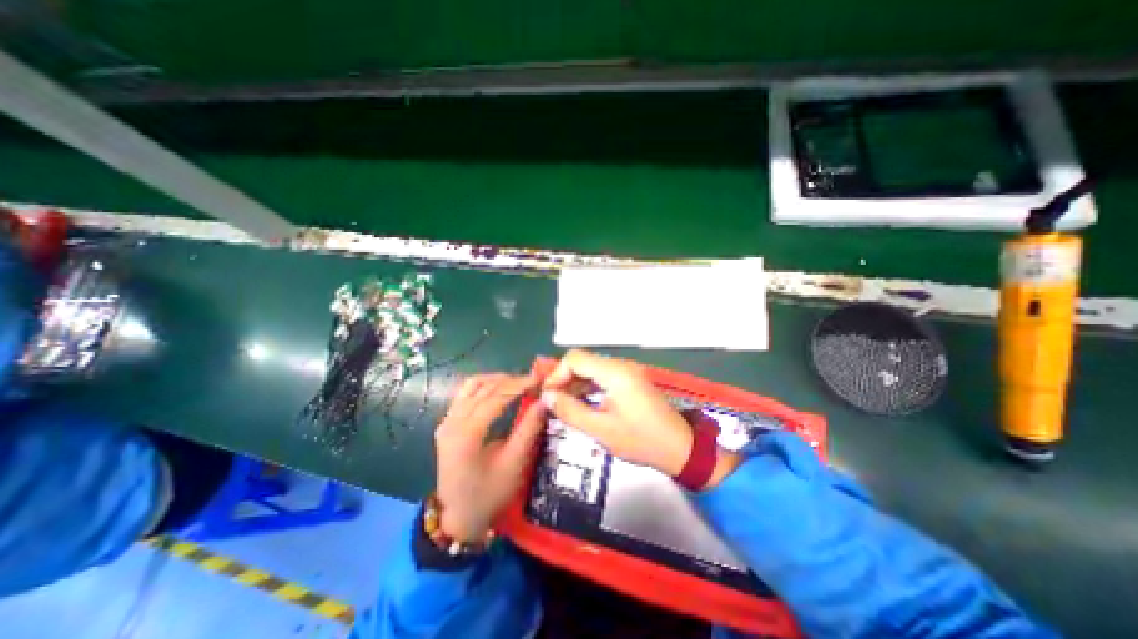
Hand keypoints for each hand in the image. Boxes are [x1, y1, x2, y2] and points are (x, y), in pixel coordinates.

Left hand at [435, 375, 543, 544]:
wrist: (458, 517)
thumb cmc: (489, 494)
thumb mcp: (514, 463)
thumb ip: (529, 429)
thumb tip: (544, 401)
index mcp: (467, 434)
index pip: (495, 396)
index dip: (519, 385)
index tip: (539, 379)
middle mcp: (452, 422)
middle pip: (483, 387)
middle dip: (510, 380)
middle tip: (533, 381)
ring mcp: (446, 421)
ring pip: (471, 385)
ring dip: (496, 380)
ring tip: (518, 383)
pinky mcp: (446, 423)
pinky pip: (465, 394)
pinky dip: (484, 386)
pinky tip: (499, 390)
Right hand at [540, 350, 692, 477]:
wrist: (680, 448)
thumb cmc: (641, 440)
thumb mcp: (601, 430)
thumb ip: (571, 411)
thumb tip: (546, 397)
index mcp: (614, 372)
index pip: (575, 359)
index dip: (556, 374)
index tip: (547, 396)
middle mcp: (620, 366)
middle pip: (582, 362)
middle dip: (563, 380)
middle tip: (552, 403)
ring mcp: (627, 372)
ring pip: (591, 369)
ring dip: (574, 385)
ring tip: (562, 406)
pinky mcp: (630, 381)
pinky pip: (602, 377)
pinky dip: (588, 388)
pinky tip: (581, 404)